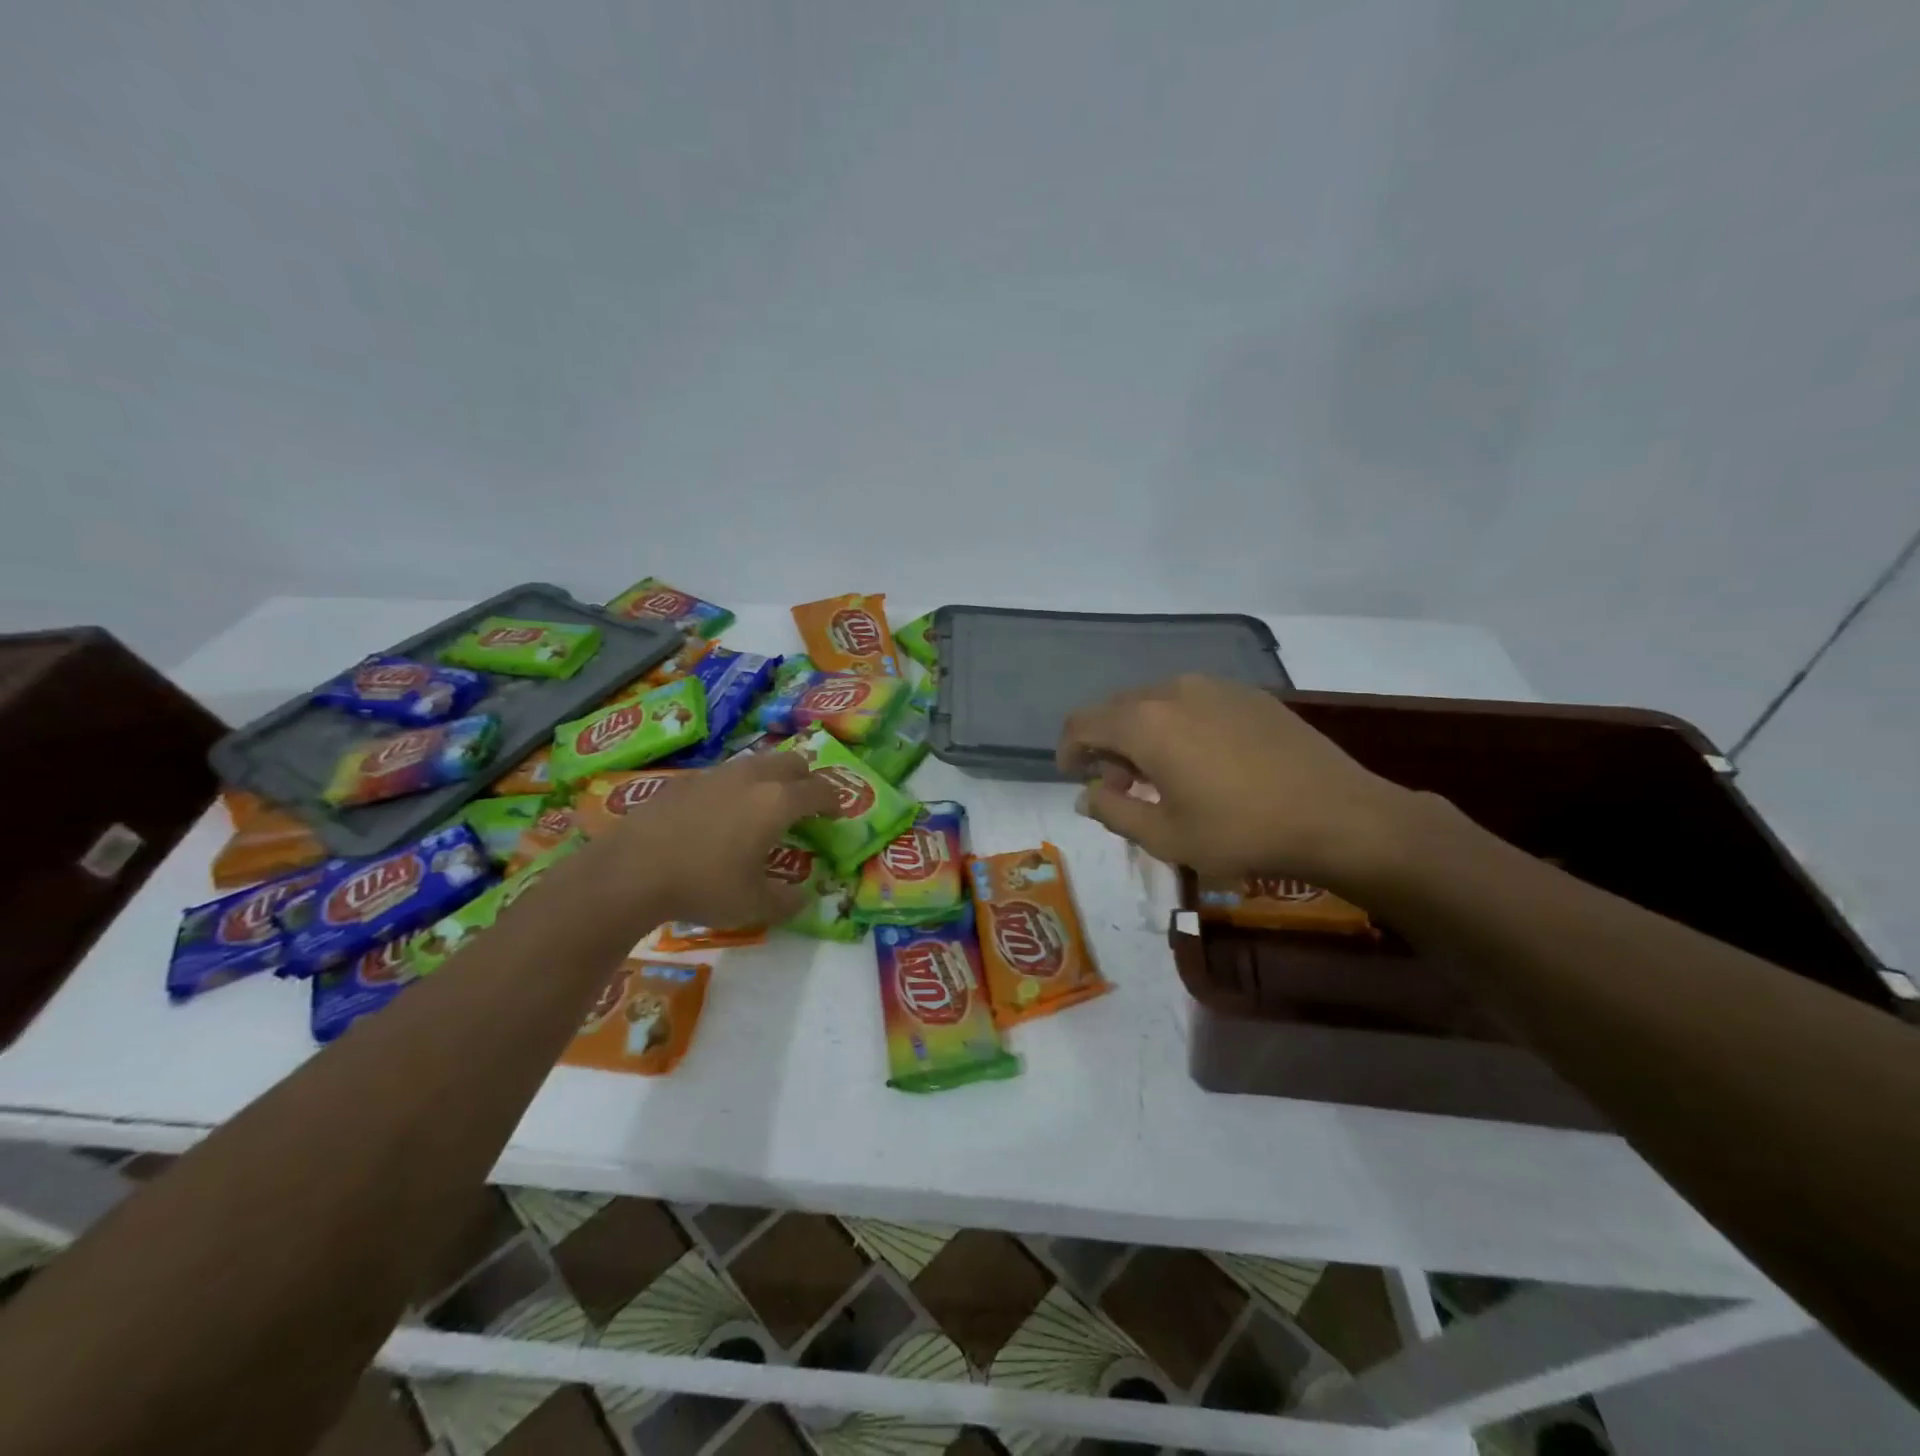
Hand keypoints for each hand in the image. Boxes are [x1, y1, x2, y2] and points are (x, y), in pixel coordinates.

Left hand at [603, 752, 838, 927]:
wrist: (630, 871)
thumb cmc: (704, 885)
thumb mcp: (753, 905)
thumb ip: (786, 902)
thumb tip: (802, 899)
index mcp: (777, 802)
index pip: (820, 789)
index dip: (834, 800)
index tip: (837, 813)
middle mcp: (752, 777)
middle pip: (792, 762)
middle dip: (806, 780)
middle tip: (804, 805)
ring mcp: (716, 774)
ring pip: (756, 763)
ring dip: (770, 778)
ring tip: (763, 807)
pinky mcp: (685, 780)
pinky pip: (723, 775)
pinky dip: (735, 787)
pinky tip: (720, 814)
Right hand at [1057, 675, 1417, 887]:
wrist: (1339, 816)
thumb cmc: (1240, 831)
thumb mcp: (1165, 835)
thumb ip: (1113, 810)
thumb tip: (1086, 795)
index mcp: (1145, 722)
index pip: (1083, 722)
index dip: (1068, 749)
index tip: (1073, 775)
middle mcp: (1174, 690)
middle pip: (1118, 709)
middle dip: (1107, 745)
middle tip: (1118, 786)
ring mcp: (1215, 687)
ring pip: (1156, 703)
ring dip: (1142, 735)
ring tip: (1160, 776)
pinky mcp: (1248, 695)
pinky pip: (1193, 702)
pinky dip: (1178, 726)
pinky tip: (1201, 761)